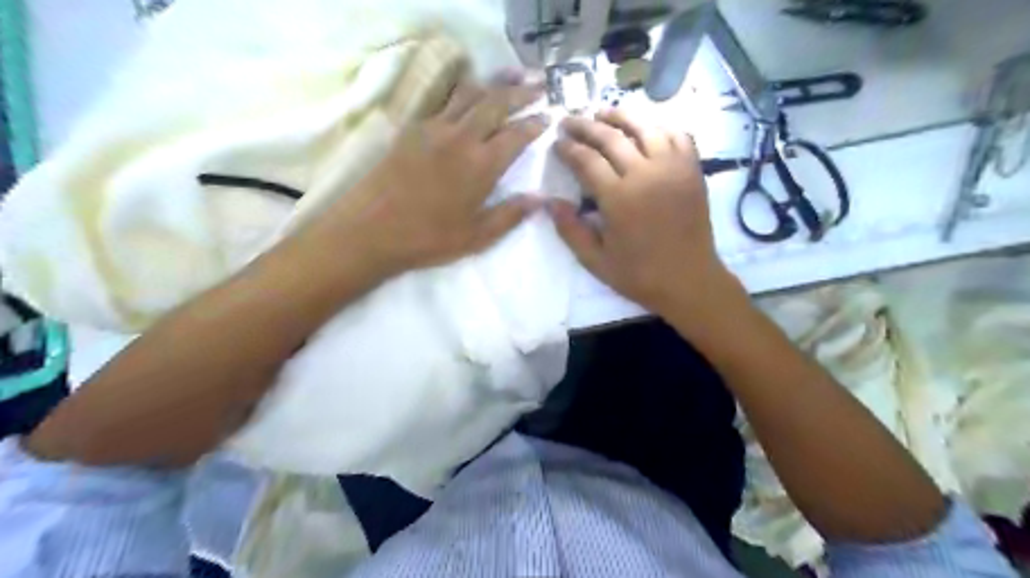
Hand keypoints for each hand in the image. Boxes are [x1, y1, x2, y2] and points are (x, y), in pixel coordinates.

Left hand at [304, 74, 551, 276]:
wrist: (371, 229)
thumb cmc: (428, 238)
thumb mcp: (477, 236)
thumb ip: (510, 215)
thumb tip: (540, 199)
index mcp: (482, 165)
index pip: (516, 134)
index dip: (535, 124)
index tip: (548, 117)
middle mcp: (461, 137)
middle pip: (496, 103)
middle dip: (521, 93)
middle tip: (539, 87)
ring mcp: (434, 128)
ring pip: (470, 94)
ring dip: (494, 83)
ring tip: (511, 77)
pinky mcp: (413, 128)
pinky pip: (444, 100)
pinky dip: (464, 92)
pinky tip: (469, 95)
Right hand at [551, 108, 745, 320]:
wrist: (689, 281)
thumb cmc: (639, 275)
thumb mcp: (595, 261)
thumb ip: (570, 229)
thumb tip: (549, 201)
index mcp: (619, 198)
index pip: (587, 160)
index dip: (568, 148)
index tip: (556, 142)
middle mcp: (646, 174)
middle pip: (612, 137)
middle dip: (586, 126)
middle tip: (570, 121)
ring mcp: (673, 168)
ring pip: (645, 127)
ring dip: (621, 117)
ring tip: (603, 114)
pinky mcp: (693, 170)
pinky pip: (677, 135)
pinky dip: (659, 126)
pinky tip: (646, 128)